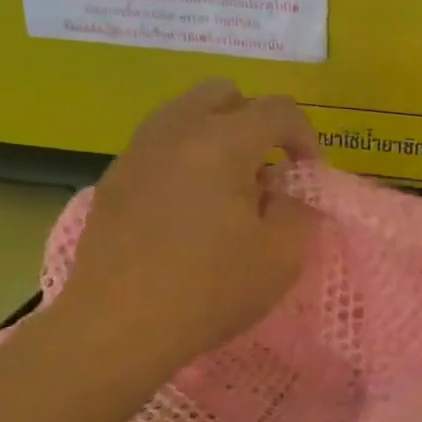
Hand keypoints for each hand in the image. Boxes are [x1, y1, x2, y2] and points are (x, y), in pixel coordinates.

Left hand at [52, 81, 319, 376]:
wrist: (116, 327)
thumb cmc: (208, 290)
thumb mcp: (281, 256)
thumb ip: (297, 209)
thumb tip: (283, 191)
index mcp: (223, 141)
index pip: (278, 109)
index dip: (305, 135)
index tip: (307, 173)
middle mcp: (177, 130)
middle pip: (224, 94)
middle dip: (255, 121)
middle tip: (265, 167)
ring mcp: (138, 151)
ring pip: (185, 114)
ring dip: (216, 136)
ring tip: (226, 186)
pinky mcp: (113, 178)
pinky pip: (158, 146)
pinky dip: (184, 158)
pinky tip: (187, 208)